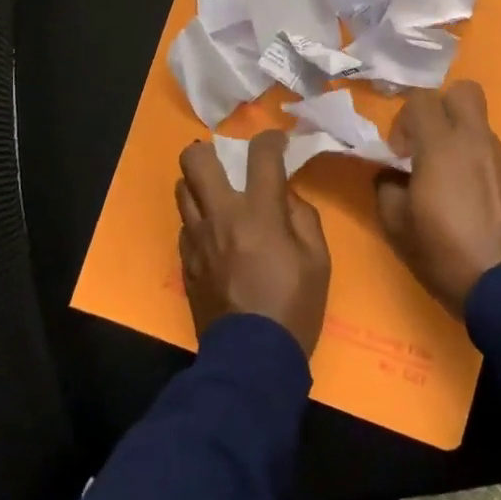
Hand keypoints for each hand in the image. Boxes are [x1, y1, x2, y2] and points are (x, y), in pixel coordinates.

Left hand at [177, 129, 331, 355]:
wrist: (252, 359)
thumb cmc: (294, 307)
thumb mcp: (318, 260)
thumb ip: (303, 218)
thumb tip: (286, 196)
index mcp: (258, 213)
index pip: (260, 155)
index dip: (270, 139)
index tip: (277, 142)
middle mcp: (220, 217)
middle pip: (194, 160)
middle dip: (209, 151)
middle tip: (228, 164)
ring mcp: (196, 239)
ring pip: (182, 189)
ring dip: (200, 186)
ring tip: (219, 198)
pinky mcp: (185, 262)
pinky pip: (185, 225)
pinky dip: (199, 220)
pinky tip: (215, 235)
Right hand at [376, 82, 500, 317]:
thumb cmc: (444, 253)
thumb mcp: (397, 226)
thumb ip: (386, 188)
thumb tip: (390, 175)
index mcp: (442, 146)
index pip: (422, 99)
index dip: (404, 119)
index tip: (398, 153)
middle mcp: (476, 141)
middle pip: (464, 91)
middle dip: (441, 107)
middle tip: (426, 143)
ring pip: (479, 124)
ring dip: (459, 138)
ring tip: (446, 179)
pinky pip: (492, 153)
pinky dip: (476, 162)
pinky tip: (469, 199)